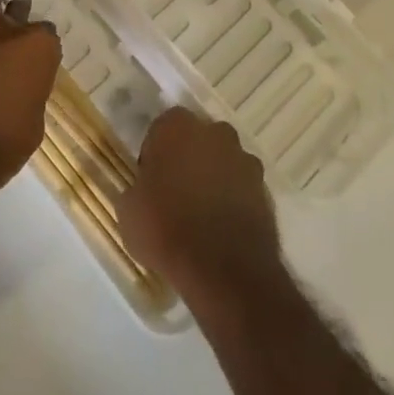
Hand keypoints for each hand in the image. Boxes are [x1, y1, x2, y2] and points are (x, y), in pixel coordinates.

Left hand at [0, 0, 61, 194]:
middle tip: (21, 13)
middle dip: (21, 14)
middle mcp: (8, 31)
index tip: (40, 58)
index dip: (43, 48)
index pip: (48, 38)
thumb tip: (18, 91)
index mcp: (39, 50)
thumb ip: (28, 98)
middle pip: (19, 13)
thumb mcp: (31, 126)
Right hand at [117, 107, 282, 308]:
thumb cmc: (166, 229)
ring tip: (201, 216)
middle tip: (175, 194)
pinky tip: (221, 228)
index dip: (155, 153)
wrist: (224, 268)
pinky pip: (241, 186)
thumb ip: (137, 188)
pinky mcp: (264, 187)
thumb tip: (143, 190)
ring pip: (222, 160)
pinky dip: (233, 199)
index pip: (161, 128)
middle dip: (188, 159)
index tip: (150, 180)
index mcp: (176, 127)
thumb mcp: (129, 211)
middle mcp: (214, 131)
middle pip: (197, 139)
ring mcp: (243, 158)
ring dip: (213, 178)